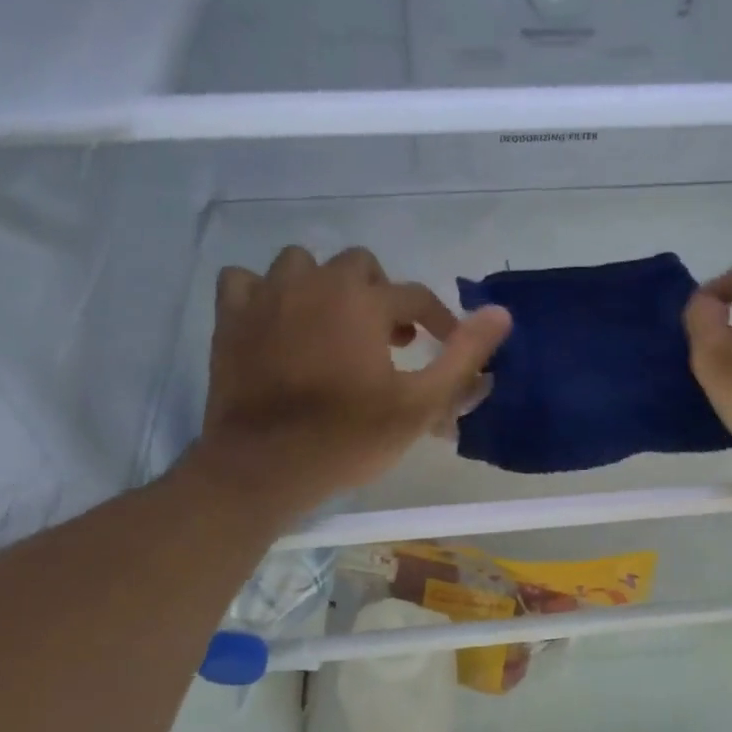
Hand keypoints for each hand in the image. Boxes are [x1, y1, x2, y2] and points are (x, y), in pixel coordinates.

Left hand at [185, 247, 511, 522]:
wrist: (263, 468)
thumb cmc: (348, 438)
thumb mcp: (419, 404)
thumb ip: (463, 356)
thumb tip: (501, 313)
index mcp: (363, 301)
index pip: (415, 295)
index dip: (438, 319)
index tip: (443, 345)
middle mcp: (315, 283)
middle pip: (360, 266)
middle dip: (380, 297)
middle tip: (388, 340)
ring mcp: (266, 297)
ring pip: (301, 264)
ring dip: (324, 287)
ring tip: (333, 326)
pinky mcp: (230, 318)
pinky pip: (244, 281)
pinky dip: (264, 294)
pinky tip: (276, 322)